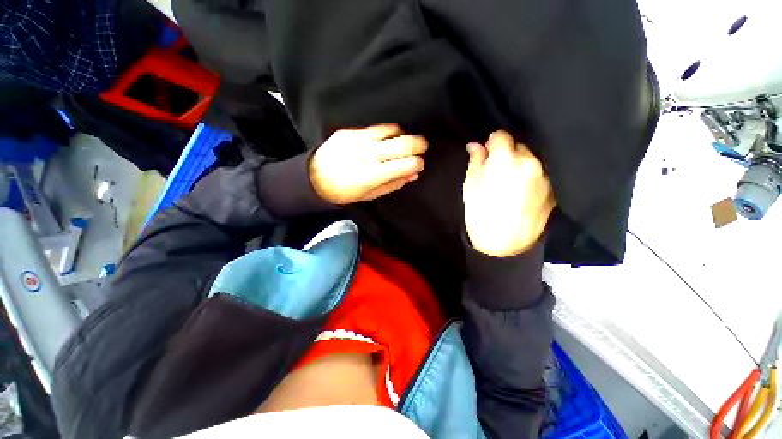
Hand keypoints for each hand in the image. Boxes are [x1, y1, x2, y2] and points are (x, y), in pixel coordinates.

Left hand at [309, 125, 426, 204]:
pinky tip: (387, 138)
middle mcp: (369, 154)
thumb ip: (393, 184)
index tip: (419, 164)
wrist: (314, 178)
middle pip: (403, 143)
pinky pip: (376, 128)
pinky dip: (387, 132)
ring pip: (392, 131)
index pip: (406, 164)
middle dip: (418, 144)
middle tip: (422, 147)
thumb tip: (413, 174)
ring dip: (403, 135)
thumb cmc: (345, 192)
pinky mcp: (350, 132)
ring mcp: (359, 140)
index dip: (417, 163)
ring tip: (404, 142)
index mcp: (374, 175)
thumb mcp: (371, 195)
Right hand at [463, 131, 554, 256]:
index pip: (501, 136)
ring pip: (530, 160)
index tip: (486, 154)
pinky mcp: (552, 190)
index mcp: (506, 160)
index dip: (491, 144)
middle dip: (507, 154)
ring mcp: (544, 176)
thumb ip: (475, 162)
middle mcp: (530, 162)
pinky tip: (521, 194)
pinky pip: (539, 175)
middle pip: (518, 146)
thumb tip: (475, 145)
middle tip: (497, 173)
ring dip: (520, 165)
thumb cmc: (480, 215)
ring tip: (510, 185)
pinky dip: (530, 178)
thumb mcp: (470, 187)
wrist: (503, 246)